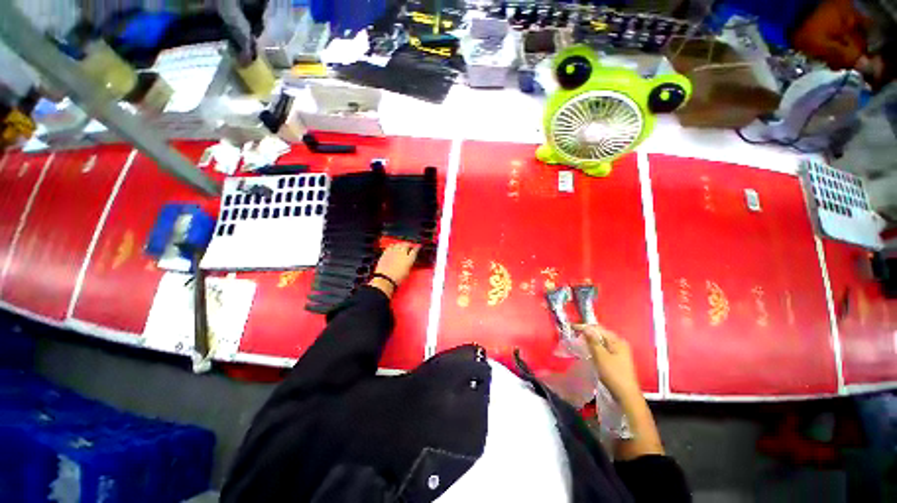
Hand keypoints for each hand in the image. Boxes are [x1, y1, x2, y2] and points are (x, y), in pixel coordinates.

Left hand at [369, 242, 419, 295]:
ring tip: (402, 245)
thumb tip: (409, 260)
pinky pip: (390, 246)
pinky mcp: (386, 252)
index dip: (417, 248)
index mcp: (409, 259)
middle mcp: (402, 253)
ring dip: (401, 244)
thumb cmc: (398, 278)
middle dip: (409, 244)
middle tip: (409, 245)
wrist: (385, 279)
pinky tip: (393, 246)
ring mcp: (393, 252)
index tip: (417, 247)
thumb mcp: (407, 272)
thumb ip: (409, 263)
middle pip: (406, 244)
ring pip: (398, 244)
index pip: (415, 250)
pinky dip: (393, 246)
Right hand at [572, 324, 640, 402]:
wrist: (626, 395)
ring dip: (591, 341)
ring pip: (601, 342)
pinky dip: (595, 348)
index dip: (585, 327)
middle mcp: (619, 343)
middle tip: (574, 334)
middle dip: (588, 334)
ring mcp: (619, 351)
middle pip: (600, 334)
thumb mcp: (601, 356)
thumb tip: (585, 328)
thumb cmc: (613, 374)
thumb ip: (593, 341)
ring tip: (579, 342)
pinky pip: (603, 348)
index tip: (572, 327)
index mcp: (617, 341)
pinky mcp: (617, 359)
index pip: (598, 328)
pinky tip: (588, 351)